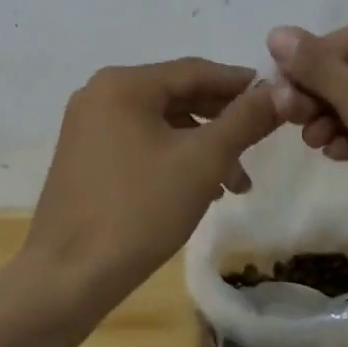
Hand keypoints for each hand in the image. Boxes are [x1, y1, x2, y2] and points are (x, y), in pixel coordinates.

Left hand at [25, 59, 280, 315]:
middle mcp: (100, 94)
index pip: (194, 70)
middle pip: (176, 95)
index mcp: (123, 84)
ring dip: (201, 147)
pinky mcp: (84, 156)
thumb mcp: (202, 161)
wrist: (68, 276)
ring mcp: (88, 126)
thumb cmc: (138, 210)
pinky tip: (199, 190)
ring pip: (160, 124)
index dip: (239, 83)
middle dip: (222, 122)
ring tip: (235, 185)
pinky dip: (173, 158)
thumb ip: (244, 120)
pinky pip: (140, 142)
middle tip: (261, 146)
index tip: (277, 97)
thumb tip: (279, 90)